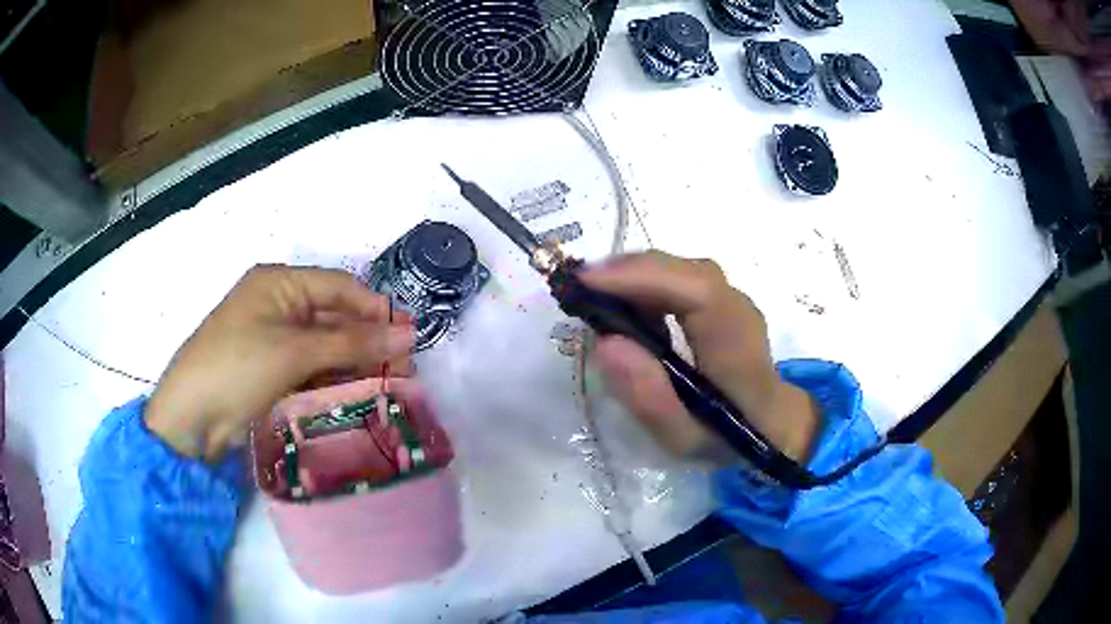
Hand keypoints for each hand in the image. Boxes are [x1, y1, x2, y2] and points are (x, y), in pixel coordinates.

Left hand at [146, 265, 413, 460]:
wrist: (191, 418)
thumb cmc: (237, 367)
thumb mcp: (295, 351)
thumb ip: (352, 342)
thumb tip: (408, 335)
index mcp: (279, 283)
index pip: (339, 287)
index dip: (375, 310)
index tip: (409, 338)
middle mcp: (278, 305)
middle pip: (334, 317)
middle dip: (369, 341)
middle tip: (406, 369)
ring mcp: (274, 340)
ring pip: (326, 346)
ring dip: (355, 364)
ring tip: (391, 386)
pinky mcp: (272, 371)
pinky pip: (312, 369)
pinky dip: (334, 380)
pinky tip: (359, 395)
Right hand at [581, 251, 817, 463]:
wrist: (770, 423)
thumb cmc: (726, 437)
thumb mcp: (683, 439)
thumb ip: (649, 398)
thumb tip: (606, 343)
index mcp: (736, 348)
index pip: (696, 292)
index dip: (641, 277)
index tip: (587, 283)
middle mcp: (740, 311)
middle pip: (685, 272)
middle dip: (627, 273)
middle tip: (579, 292)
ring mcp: (734, 300)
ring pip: (681, 269)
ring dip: (634, 277)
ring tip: (597, 302)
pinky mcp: (724, 298)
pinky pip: (681, 277)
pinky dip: (647, 284)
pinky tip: (627, 308)